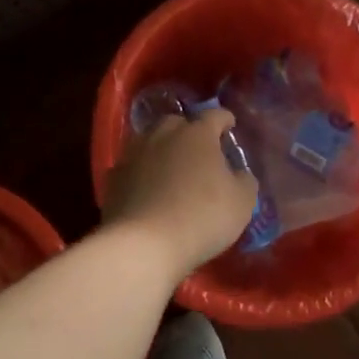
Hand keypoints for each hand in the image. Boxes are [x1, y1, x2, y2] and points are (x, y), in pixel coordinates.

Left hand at [104, 111, 258, 280]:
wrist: (144, 243)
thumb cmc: (202, 217)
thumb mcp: (241, 203)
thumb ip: (244, 181)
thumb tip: (239, 174)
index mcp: (197, 134)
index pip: (214, 115)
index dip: (224, 119)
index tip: (230, 125)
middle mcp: (163, 134)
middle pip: (178, 123)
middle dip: (189, 132)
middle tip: (199, 151)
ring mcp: (134, 153)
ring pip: (151, 142)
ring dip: (163, 150)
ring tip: (171, 169)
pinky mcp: (114, 176)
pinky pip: (133, 167)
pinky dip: (142, 173)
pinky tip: (148, 190)